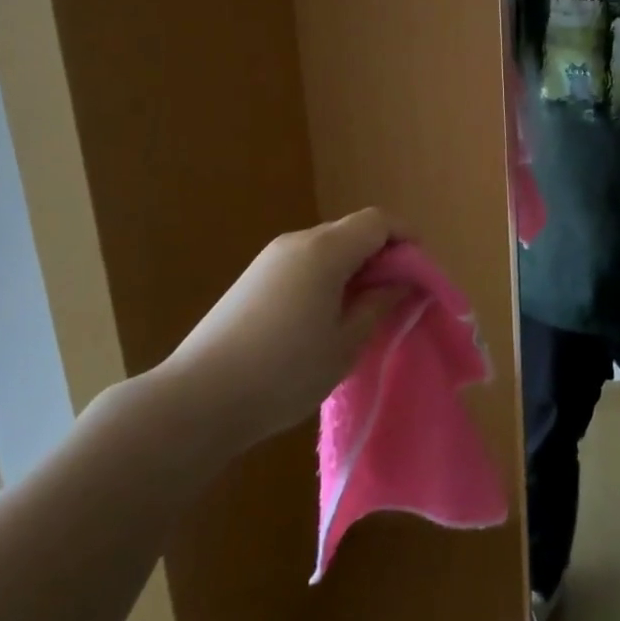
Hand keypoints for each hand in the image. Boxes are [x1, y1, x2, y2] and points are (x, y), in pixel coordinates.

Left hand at [152, 209, 406, 454]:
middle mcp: (297, 241)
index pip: (378, 221)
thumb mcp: (346, 343)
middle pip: (352, 231)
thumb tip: (400, 283)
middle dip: (382, 255)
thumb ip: (379, 304)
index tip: (421, 272)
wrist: (198, 399)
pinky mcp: (252, 279)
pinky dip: (326, 277)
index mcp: (325, 250)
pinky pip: (303, 263)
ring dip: (353, 268)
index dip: (406, 238)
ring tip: (362, 311)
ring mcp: (270, 259)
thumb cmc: (284, 372)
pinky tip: (323, 318)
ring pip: (327, 248)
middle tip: (396, 296)